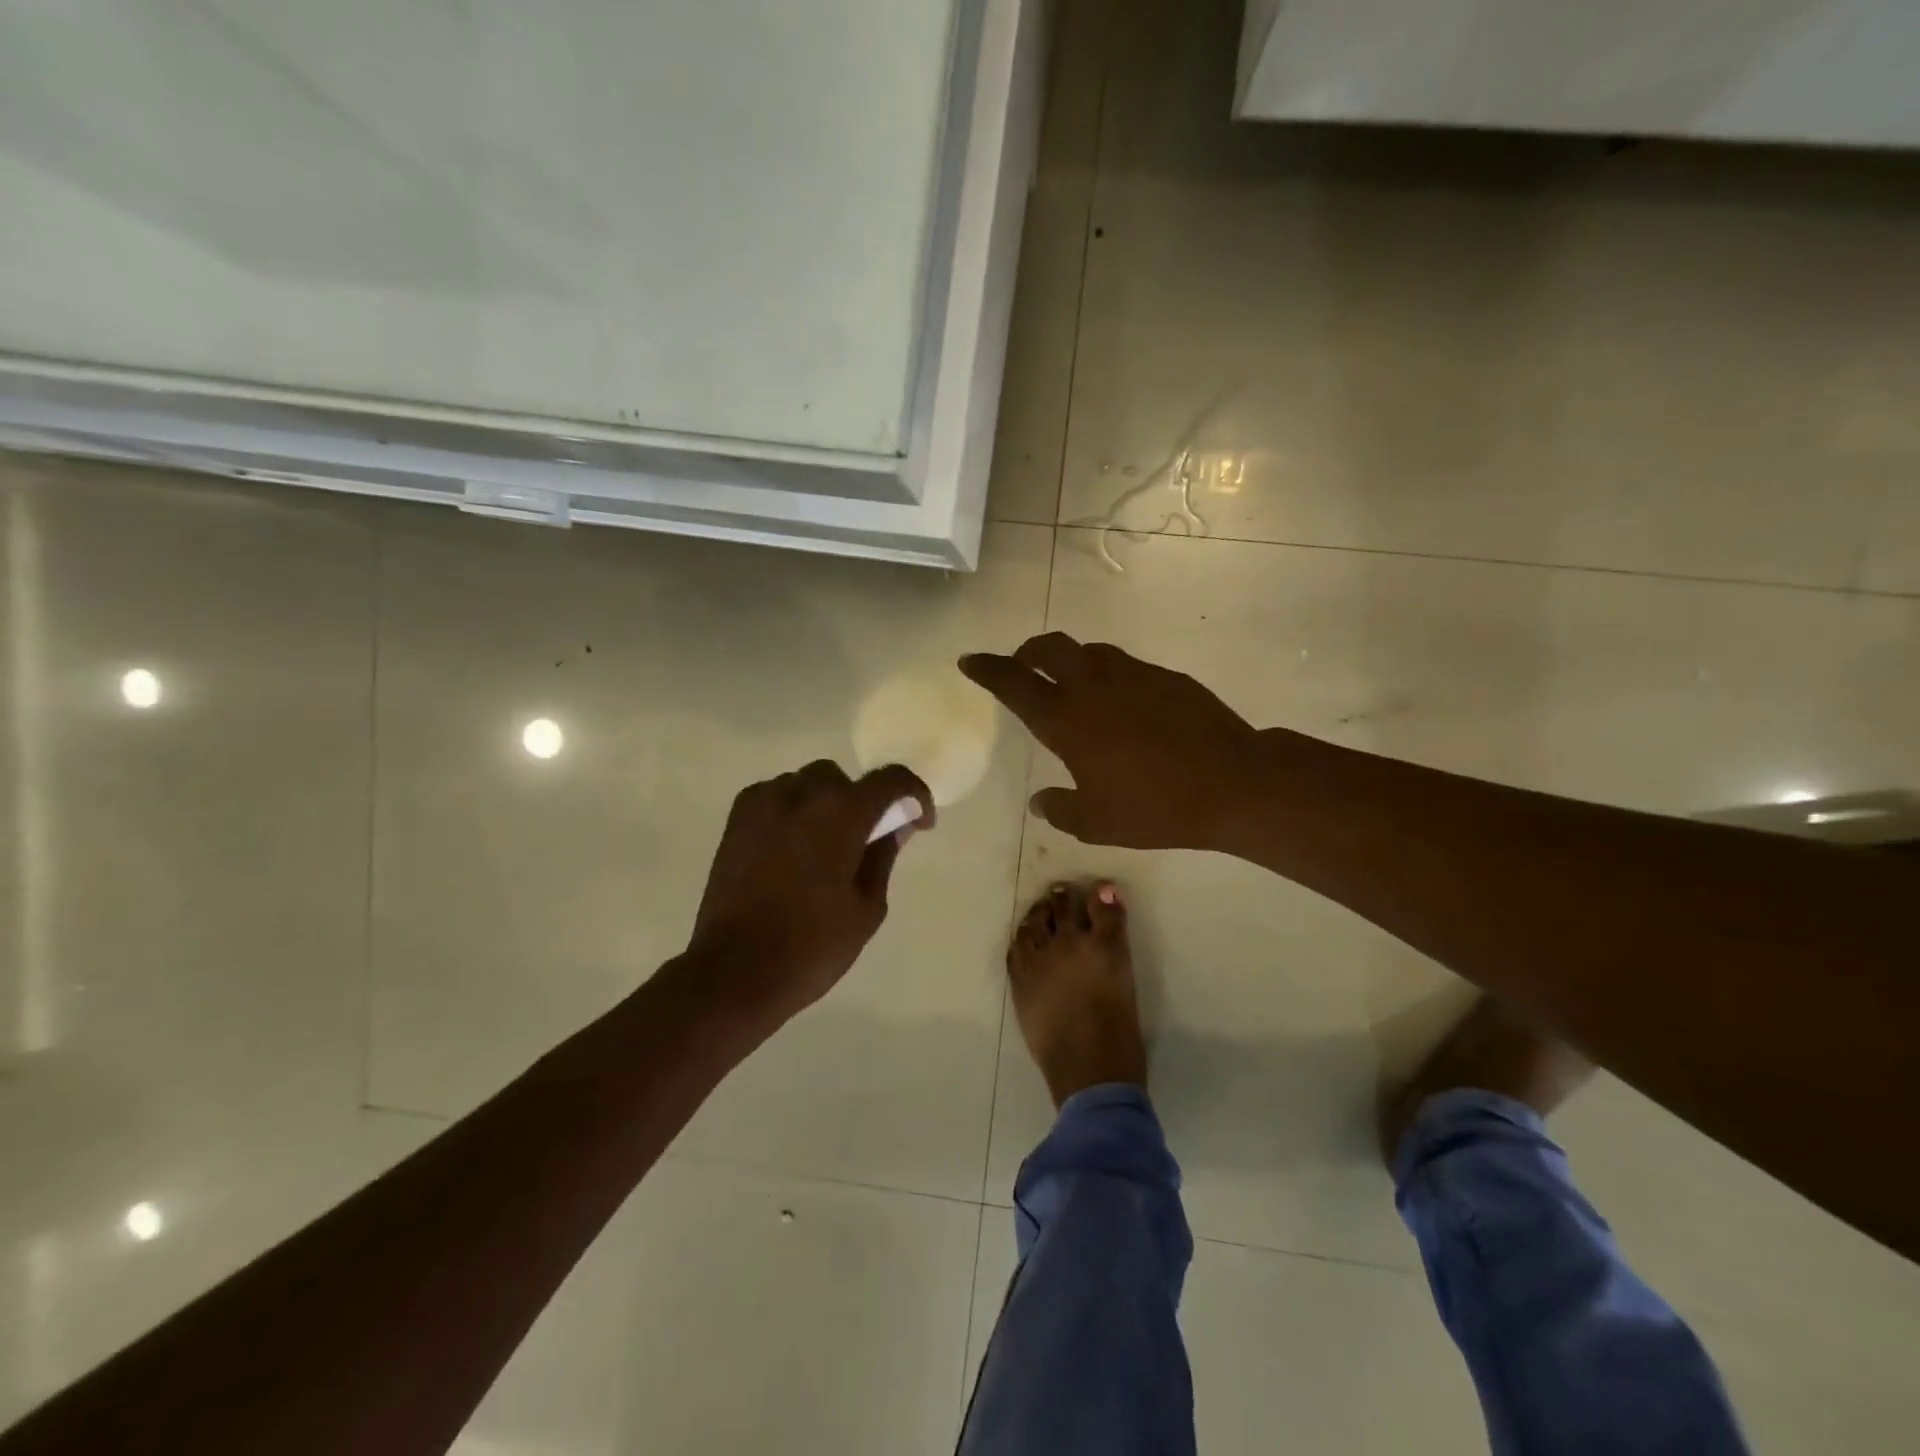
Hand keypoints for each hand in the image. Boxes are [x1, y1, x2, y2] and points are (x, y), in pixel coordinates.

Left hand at [686, 760, 934, 1026]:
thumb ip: (883, 857)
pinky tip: (792, 849)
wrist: (733, 971)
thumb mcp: (867, 908)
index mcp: (842, 813)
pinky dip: (793, 812)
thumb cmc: (811, 946)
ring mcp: (764, 802)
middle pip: (844, 780)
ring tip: (824, 849)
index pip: (891, 779)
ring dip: (825, 805)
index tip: (918, 823)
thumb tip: (894, 828)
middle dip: (862, 804)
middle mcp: (802, 794)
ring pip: (807, 785)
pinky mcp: (737, 818)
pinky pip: (776, 797)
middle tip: (865, 843)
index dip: (914, 795)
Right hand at [960, 633, 1261, 849]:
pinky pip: (1124, 665)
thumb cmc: (1155, 807)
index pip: (1013, 682)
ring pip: (1089, 651)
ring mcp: (1133, 675)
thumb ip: (1059, 809)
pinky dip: (1107, 673)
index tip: (970, 660)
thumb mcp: (1096, 822)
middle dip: (1027, 651)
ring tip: (1070, 682)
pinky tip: (1120, 701)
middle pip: (1049, 648)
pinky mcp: (1166, 677)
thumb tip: (1040, 801)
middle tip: (1021, 665)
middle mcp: (1093, 685)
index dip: (987, 669)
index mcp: (1066, 718)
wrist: (1232, 783)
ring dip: (1069, 659)